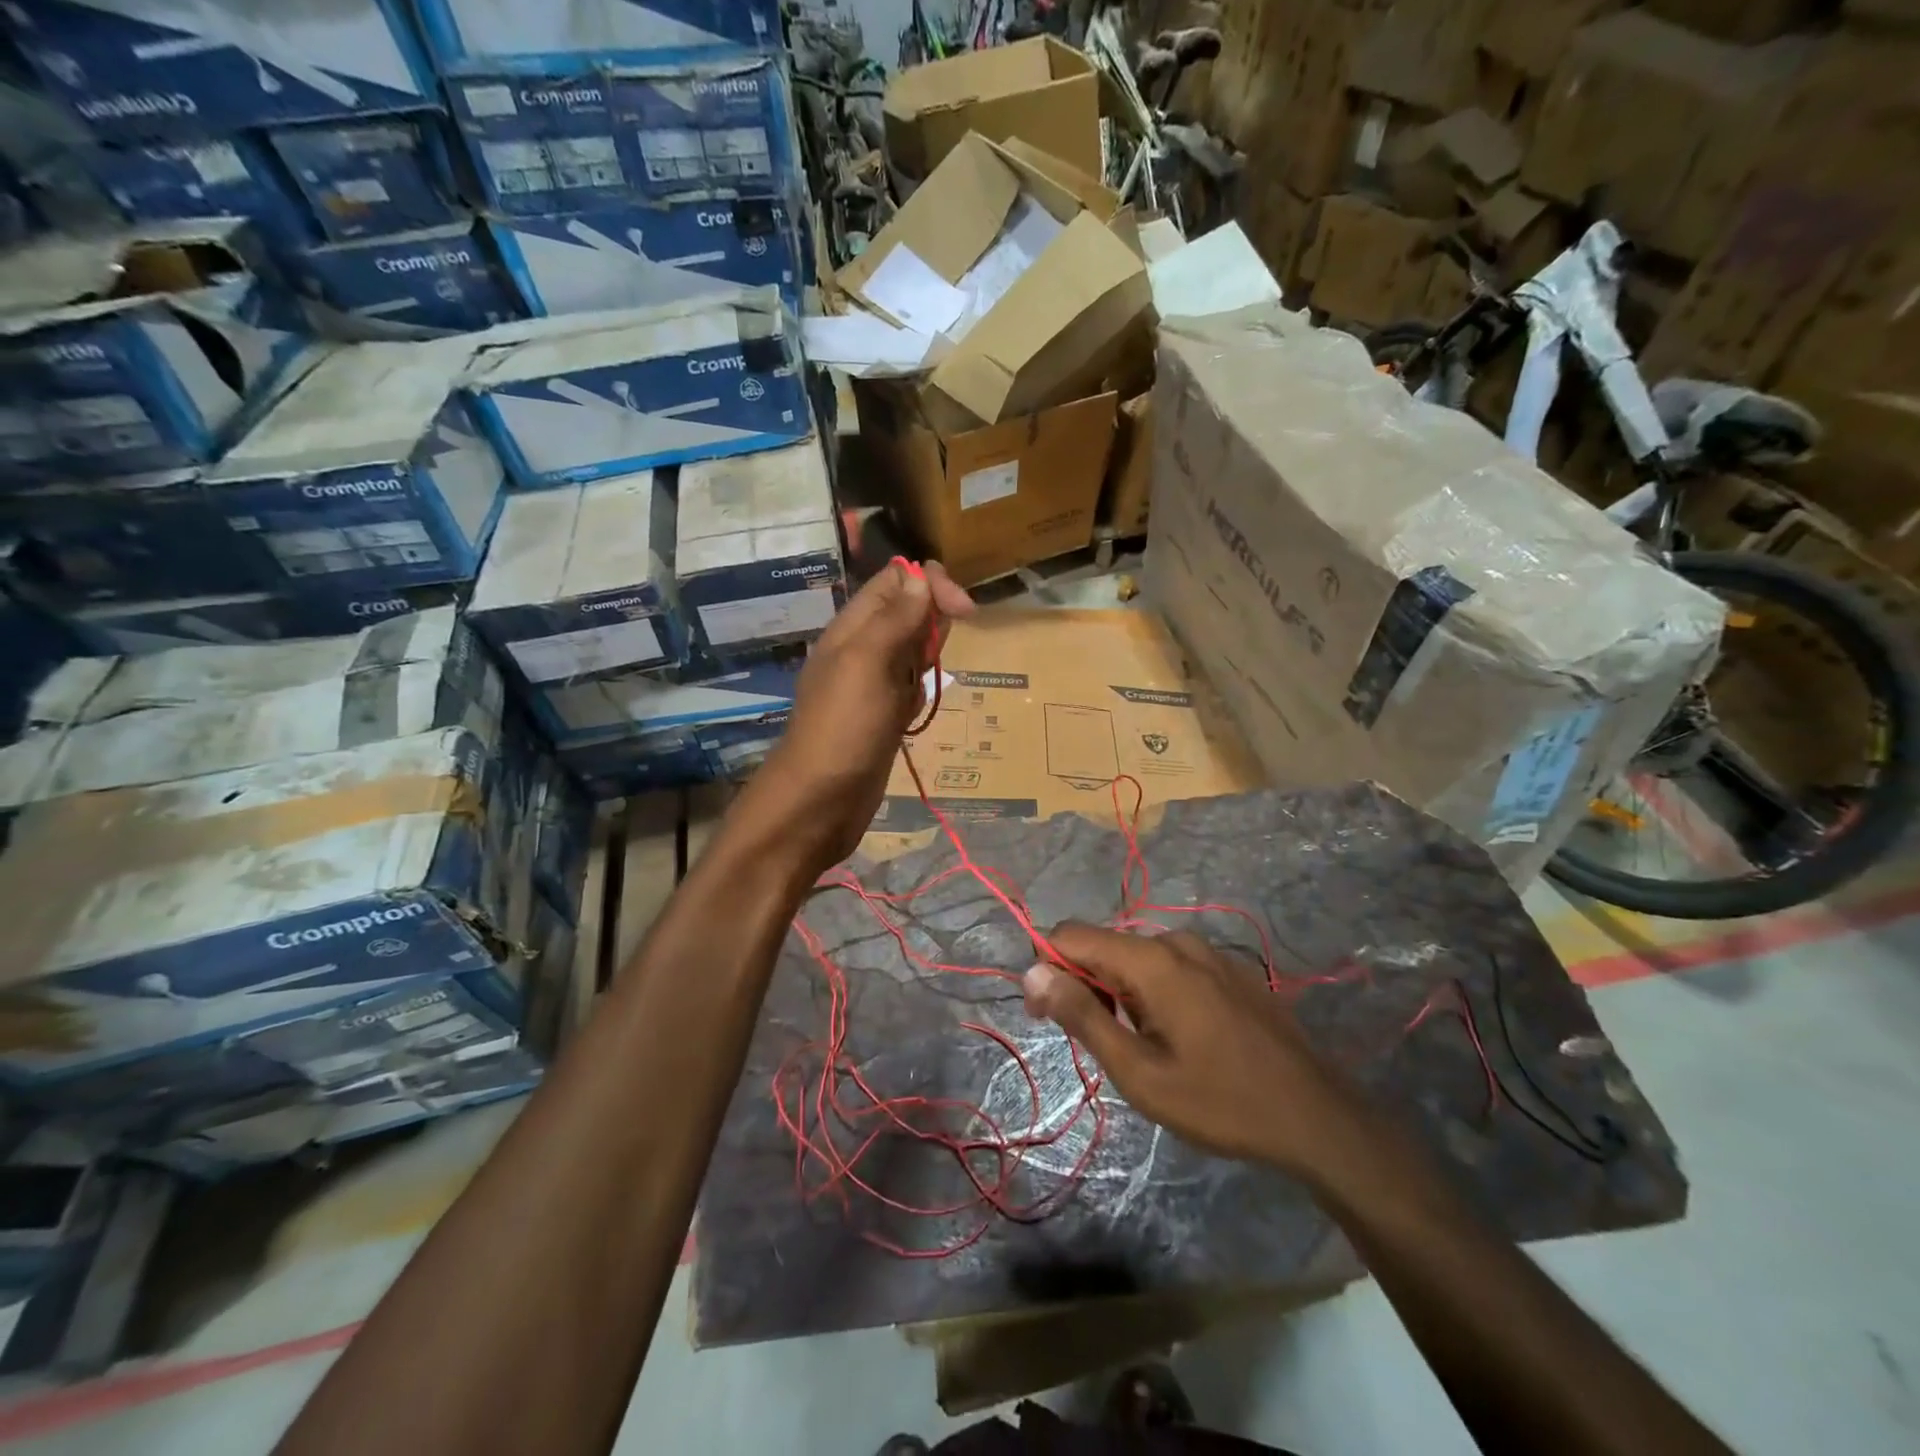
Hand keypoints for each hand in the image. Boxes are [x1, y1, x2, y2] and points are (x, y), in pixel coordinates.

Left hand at [752, 558, 972, 871]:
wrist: (819, 802)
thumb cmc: (843, 729)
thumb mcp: (867, 664)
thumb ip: (893, 619)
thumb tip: (920, 576)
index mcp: (852, 628)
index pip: (894, 582)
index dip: (929, 584)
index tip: (964, 610)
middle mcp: (862, 650)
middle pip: (905, 612)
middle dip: (933, 617)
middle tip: (951, 639)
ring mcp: (872, 685)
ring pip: (911, 650)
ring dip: (930, 652)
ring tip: (935, 667)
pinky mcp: (883, 717)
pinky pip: (910, 688)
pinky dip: (922, 688)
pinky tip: (921, 703)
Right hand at [1022, 924, 1359, 1177]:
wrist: (1317, 1118)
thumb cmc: (1220, 1102)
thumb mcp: (1139, 1072)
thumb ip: (1082, 1016)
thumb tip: (1032, 971)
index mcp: (1151, 959)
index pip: (1069, 934)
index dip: (1046, 967)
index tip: (1046, 1015)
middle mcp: (1176, 940)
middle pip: (1103, 945)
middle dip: (1082, 983)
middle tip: (1097, 1043)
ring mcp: (1208, 952)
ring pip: (1136, 957)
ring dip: (1119, 991)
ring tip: (1140, 1046)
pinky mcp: (1229, 968)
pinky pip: (1170, 965)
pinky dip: (1153, 990)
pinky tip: (1177, 1036)